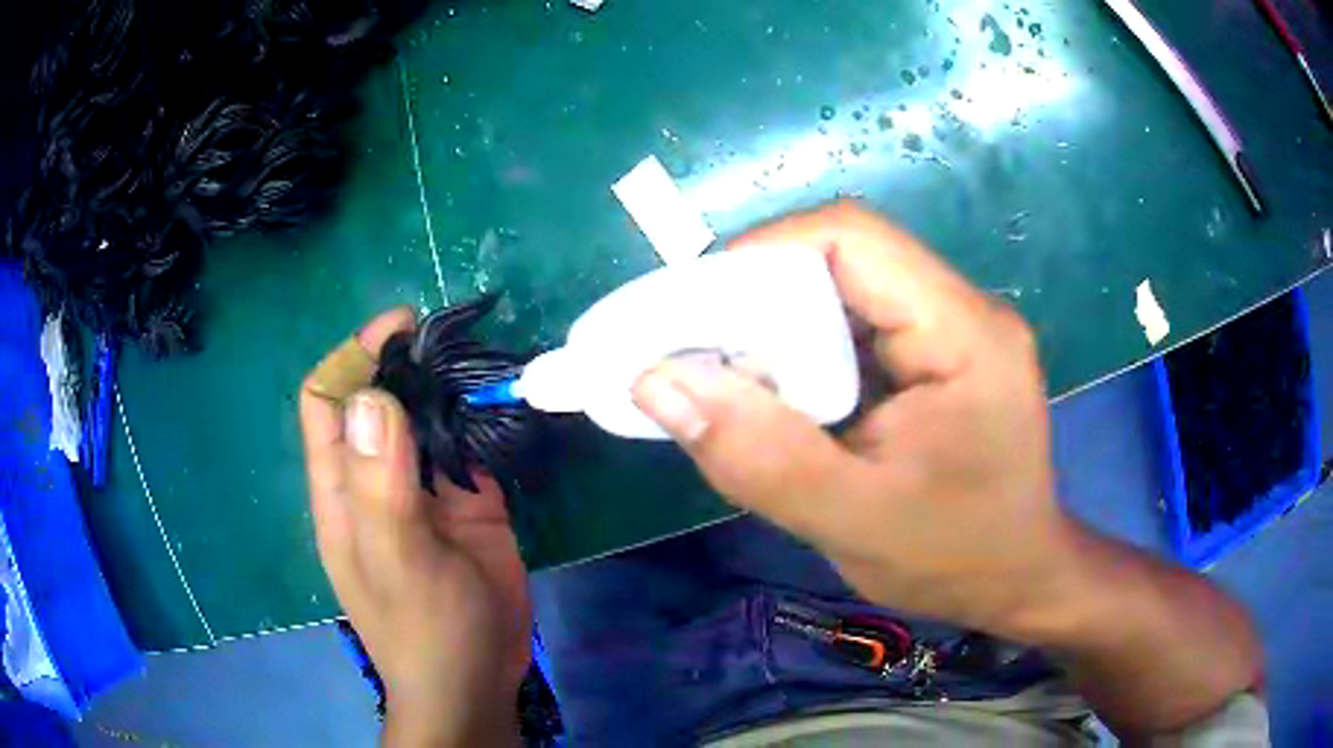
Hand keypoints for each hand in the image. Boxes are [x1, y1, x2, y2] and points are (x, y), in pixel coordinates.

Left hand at [300, 309, 528, 746]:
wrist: (477, 679)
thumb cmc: (424, 630)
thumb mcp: (396, 561)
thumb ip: (379, 484)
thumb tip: (372, 396)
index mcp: (342, 486)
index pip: (328, 398)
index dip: (354, 355)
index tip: (402, 328)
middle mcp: (377, 476)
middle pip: (378, 397)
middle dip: (407, 362)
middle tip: (455, 341)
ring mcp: (424, 489)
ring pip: (426, 417)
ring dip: (448, 387)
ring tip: (484, 362)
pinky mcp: (469, 502)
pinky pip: (469, 448)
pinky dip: (482, 421)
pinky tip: (505, 406)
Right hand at [633, 202, 1063, 634]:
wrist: (1017, 580)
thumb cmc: (954, 558)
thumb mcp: (851, 522)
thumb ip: (757, 456)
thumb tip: (656, 383)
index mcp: (963, 333)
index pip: (854, 238)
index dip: (763, 252)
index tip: (695, 309)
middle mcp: (963, 310)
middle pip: (845, 260)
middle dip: (762, 299)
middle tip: (700, 356)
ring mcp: (952, 331)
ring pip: (844, 294)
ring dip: (779, 330)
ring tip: (730, 383)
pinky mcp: (937, 357)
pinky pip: (856, 329)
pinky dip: (803, 355)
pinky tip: (779, 399)